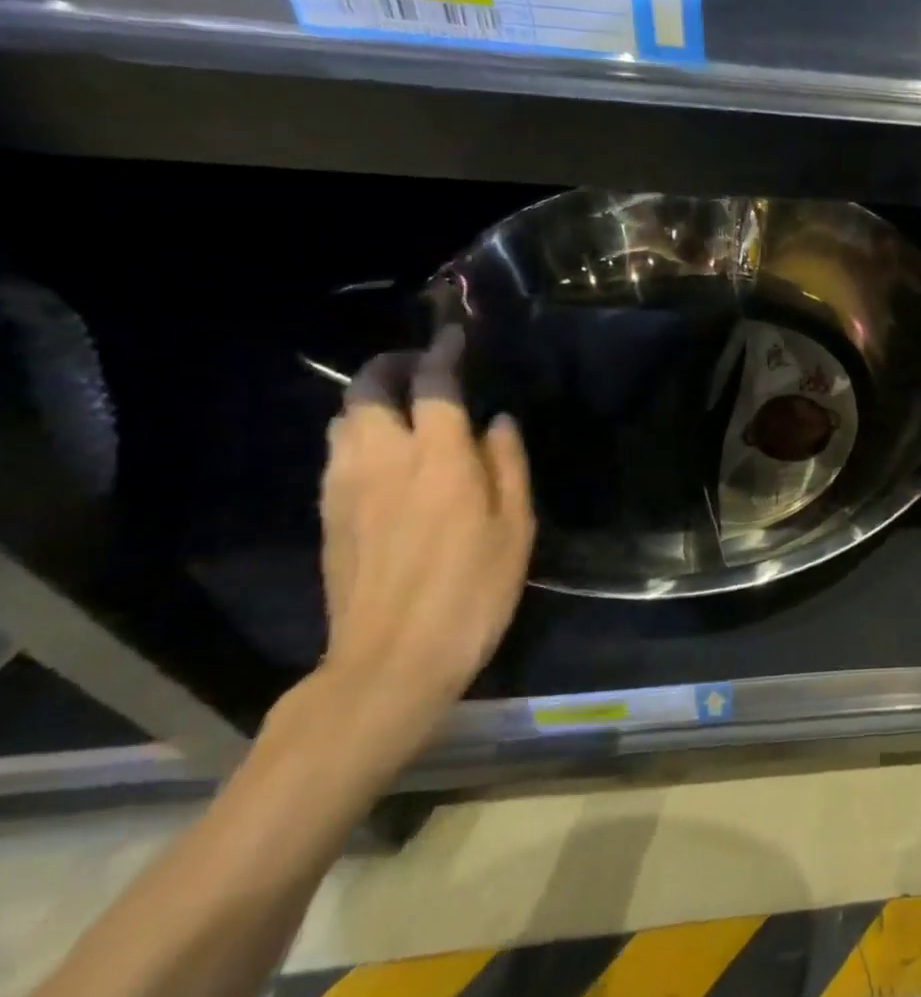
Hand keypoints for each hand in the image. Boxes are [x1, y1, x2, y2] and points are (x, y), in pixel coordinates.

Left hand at [317, 327, 533, 732]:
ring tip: (401, 404)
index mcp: (439, 460)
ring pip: (344, 420)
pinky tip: (381, 451)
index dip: (444, 353)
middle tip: (421, 365)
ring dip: (369, 398)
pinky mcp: (329, 515)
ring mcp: (347, 488)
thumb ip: (508, 465)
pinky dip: (357, 433)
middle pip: (368, 392)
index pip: (435, 386)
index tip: (454, 335)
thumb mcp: (516, 527)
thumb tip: (498, 421)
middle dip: (391, 366)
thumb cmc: (473, 590)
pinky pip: (336, 453)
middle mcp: (384, 461)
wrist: (391, 660)